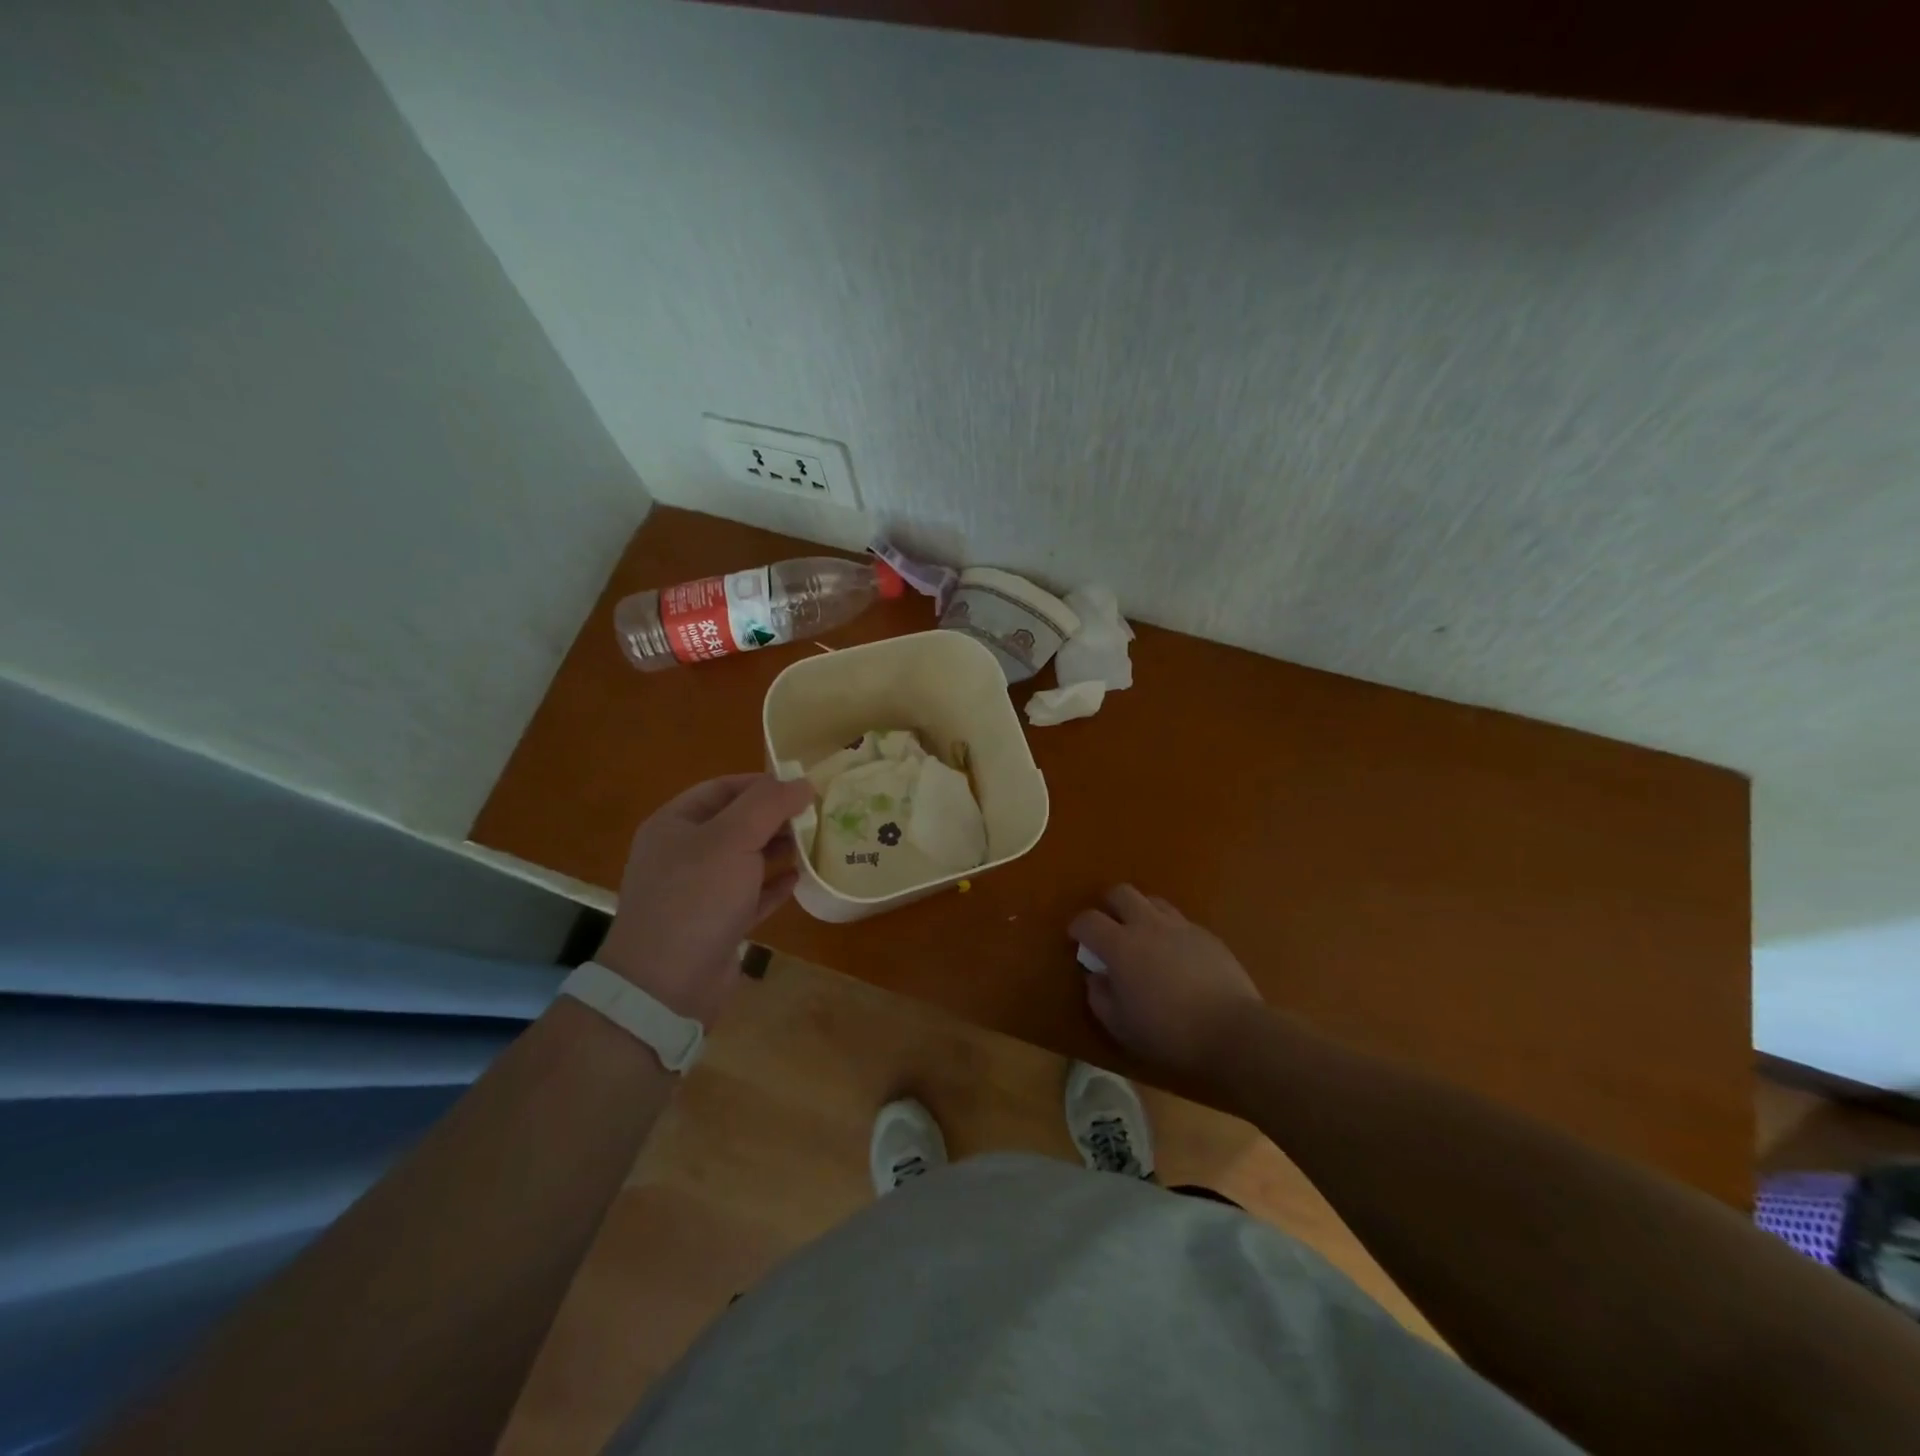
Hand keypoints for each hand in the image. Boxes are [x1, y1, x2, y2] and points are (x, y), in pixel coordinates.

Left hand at [596, 774, 813, 1025]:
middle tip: (818, 815)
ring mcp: (698, 892)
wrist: (666, 986)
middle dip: (775, 817)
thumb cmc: (696, 898)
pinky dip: (774, 886)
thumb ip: (769, 804)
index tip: (802, 786)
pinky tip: (800, 880)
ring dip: (779, 850)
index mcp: (675, 825)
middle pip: (736, 824)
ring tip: (817, 843)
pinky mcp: (716, 924)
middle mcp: (683, 854)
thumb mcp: (732, 839)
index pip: (722, 788)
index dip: (762, 783)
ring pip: (745, 860)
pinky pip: (750, 895)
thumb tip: (802, 782)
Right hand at [1069, 886, 1263, 1075]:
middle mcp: (1148, 925)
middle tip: (1109, 928)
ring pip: (1153, 901)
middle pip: (1121, 893)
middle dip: (1109, 905)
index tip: (1077, 939)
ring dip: (1141, 912)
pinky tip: (1175, 954)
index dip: (1078, 926)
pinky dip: (1169, 930)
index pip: (1088, 920)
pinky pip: (1180, 921)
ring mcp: (1181, 926)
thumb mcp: (1120, 1026)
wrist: (1232, 1031)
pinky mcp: (1207, 935)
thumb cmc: (1168, 1033)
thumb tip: (1096, 976)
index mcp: (1120, 945)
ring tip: (1143, 936)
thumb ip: (1099, 996)